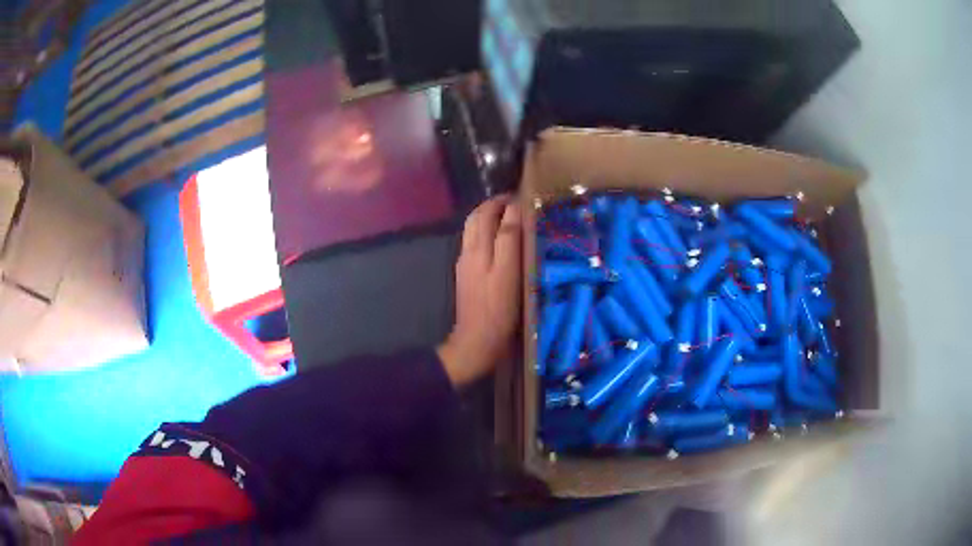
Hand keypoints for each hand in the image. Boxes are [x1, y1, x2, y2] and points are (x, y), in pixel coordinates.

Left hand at [438, 195, 522, 386]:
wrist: (477, 342)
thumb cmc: (498, 310)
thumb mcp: (509, 273)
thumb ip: (508, 239)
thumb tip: (513, 209)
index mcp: (479, 248)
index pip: (490, 213)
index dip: (506, 201)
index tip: (525, 195)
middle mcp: (469, 251)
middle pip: (477, 217)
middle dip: (494, 204)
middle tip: (516, 201)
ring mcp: (466, 264)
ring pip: (473, 229)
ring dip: (488, 216)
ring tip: (508, 215)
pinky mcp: (467, 275)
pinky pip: (474, 243)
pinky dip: (486, 231)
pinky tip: (499, 240)